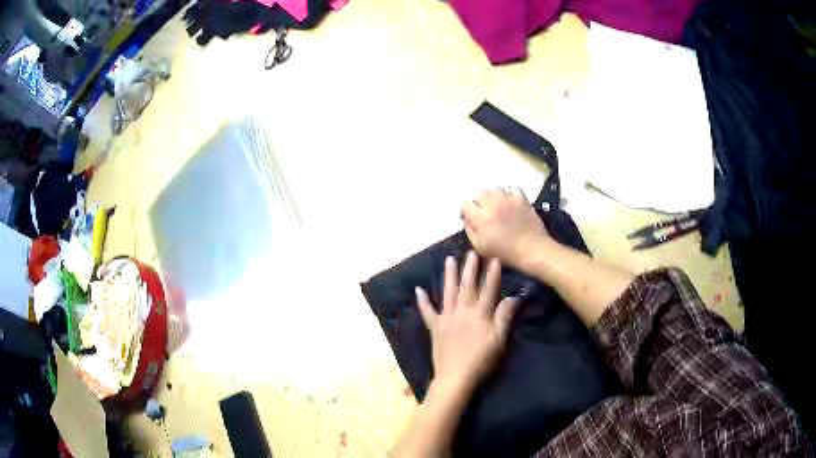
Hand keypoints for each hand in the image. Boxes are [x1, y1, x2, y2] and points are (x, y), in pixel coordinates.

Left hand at [415, 252, 518, 393]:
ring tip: (449, 259)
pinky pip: (427, 312)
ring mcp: (447, 318)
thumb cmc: (481, 360)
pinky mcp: (435, 327)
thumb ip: (504, 317)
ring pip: (448, 292)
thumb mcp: (499, 340)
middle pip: (467, 286)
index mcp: (480, 314)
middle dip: (470, 268)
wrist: (455, 377)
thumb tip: (513, 297)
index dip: (492, 274)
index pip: (488, 290)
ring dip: (449, 275)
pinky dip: (423, 301)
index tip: (493, 258)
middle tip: (471, 252)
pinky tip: (418, 289)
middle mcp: (463, 311)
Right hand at [461, 188, 548, 268]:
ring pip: (494, 188)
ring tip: (496, 204)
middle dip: (478, 200)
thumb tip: (466, 218)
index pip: (466, 204)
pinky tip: (510, 202)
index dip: (466, 210)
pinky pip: (511, 189)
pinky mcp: (521, 198)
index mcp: (480, 217)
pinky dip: (509, 194)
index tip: (471, 217)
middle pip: (478, 192)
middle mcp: (492, 203)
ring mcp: (508, 198)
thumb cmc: (505, 253)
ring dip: (493, 195)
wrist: (532, 250)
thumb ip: (469, 230)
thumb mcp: (480, 247)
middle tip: (482, 210)